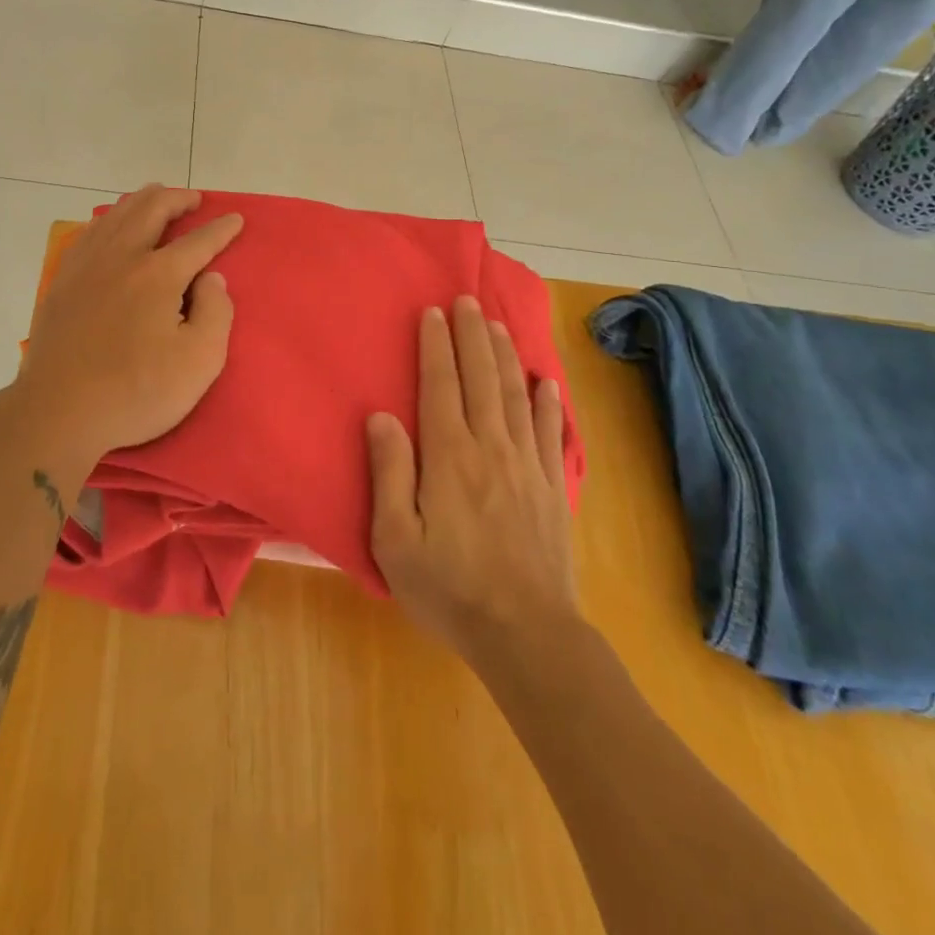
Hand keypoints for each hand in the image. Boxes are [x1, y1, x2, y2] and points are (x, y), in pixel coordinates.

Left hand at [13, 186, 241, 475]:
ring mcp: (86, 267)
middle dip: (177, 199)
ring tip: (154, 196)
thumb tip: (211, 279)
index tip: (235, 219)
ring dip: (141, 201)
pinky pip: (87, 234)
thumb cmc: (137, 392)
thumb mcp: (200, 362)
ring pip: (115, 215)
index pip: (198, 241)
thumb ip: (216, 313)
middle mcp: (122, 258)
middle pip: (151, 211)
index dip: (220, 229)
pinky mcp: (62, 282)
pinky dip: (106, 219)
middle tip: (193, 198)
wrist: (60, 412)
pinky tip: (109, 224)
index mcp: (159, 275)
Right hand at [367, 296, 576, 663]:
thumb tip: (381, 416)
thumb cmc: (449, 588)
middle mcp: (491, 448)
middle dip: (472, 335)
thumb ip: (388, 473)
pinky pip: (552, 433)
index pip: (440, 386)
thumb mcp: (395, 539)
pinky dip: (549, 403)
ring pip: (516, 395)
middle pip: (481, 379)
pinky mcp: (553, 487)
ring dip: (505, 356)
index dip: (436, 346)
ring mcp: (528, 465)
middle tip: (467, 300)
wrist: (526, 634)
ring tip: (498, 325)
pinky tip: (546, 382)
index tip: (433, 313)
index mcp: (449, 457)